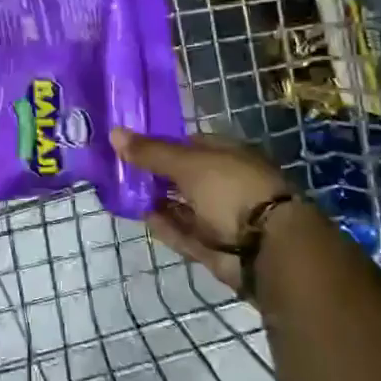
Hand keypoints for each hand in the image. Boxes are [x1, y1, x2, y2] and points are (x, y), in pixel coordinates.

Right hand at [110, 128, 297, 293]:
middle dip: (155, 173)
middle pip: (183, 175)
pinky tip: (141, 216)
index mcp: (227, 154)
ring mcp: (220, 216)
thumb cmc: (230, 189)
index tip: (131, 145)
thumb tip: (114, 132)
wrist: (266, 248)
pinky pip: (183, 231)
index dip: (161, 143)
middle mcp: (225, 182)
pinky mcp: (213, 245)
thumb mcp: (187, 163)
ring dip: (157, 200)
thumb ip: (151, 152)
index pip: (189, 143)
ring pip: (182, 205)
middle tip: (120, 170)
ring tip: (124, 192)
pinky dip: (164, 224)